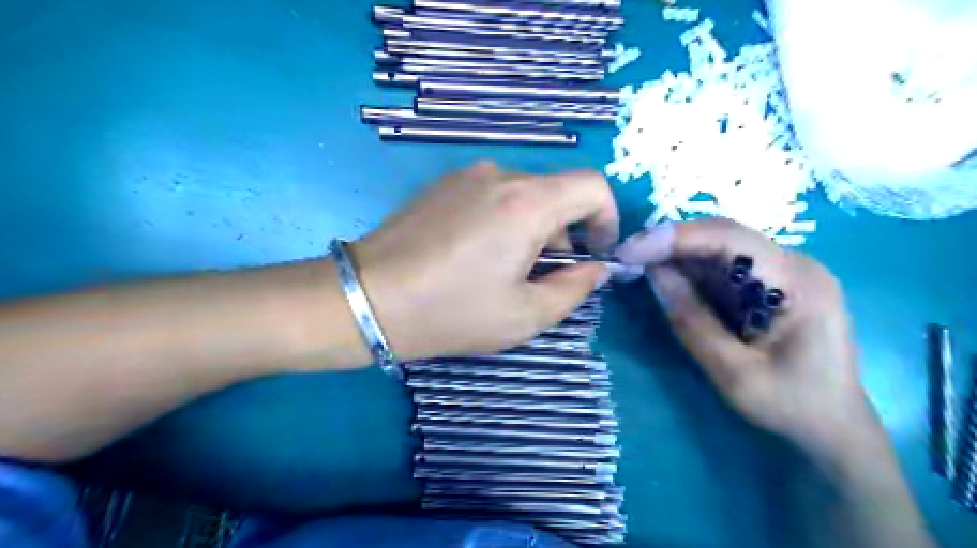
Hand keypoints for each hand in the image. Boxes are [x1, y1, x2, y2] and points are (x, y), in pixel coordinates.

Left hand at [350, 163, 616, 363]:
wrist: (367, 297)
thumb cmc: (451, 311)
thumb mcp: (524, 315)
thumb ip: (574, 289)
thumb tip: (597, 268)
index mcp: (527, 202)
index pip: (592, 185)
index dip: (606, 219)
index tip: (594, 254)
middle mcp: (500, 175)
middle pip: (557, 192)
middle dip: (564, 234)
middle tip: (541, 277)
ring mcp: (467, 175)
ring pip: (524, 194)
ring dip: (532, 229)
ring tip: (503, 271)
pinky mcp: (443, 184)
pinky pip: (493, 195)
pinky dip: (503, 220)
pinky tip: (475, 255)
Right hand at [612, 219, 873, 458]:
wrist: (835, 430)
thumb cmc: (791, 406)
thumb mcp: (734, 373)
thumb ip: (692, 321)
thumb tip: (653, 274)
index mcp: (797, 281)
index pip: (729, 238)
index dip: (675, 238)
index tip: (630, 250)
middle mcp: (794, 265)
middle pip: (723, 237)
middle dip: (671, 243)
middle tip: (627, 256)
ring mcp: (783, 274)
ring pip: (720, 250)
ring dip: (677, 256)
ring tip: (637, 265)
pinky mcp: (770, 287)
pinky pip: (724, 269)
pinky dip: (691, 272)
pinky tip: (666, 279)